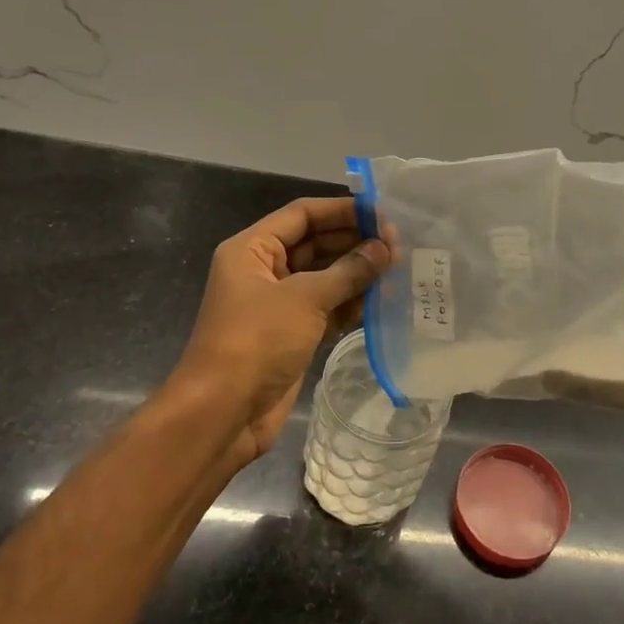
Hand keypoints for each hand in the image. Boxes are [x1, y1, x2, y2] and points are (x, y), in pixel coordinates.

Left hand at [172, 196, 391, 467]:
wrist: (224, 413)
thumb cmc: (258, 341)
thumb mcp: (305, 298)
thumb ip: (349, 271)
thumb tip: (385, 249)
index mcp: (253, 249)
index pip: (302, 215)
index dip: (343, 210)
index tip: (383, 214)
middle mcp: (264, 271)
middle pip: (315, 243)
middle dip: (354, 242)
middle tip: (399, 245)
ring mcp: (278, 304)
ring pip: (324, 277)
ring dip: (357, 274)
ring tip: (399, 270)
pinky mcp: (292, 334)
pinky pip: (326, 308)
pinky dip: (351, 304)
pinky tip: (382, 302)